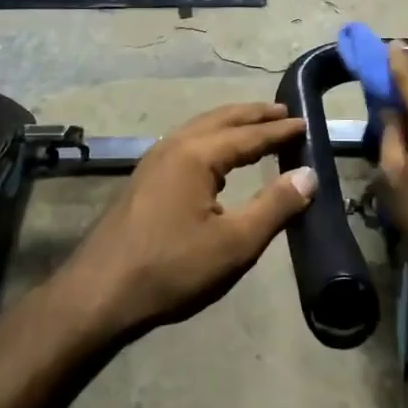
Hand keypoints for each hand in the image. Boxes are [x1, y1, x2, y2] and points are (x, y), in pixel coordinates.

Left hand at [65, 103, 316, 335]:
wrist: (98, 294)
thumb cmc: (171, 269)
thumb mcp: (234, 243)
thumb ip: (275, 206)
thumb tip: (309, 175)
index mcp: (196, 154)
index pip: (248, 134)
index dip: (279, 131)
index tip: (306, 124)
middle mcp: (173, 146)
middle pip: (221, 119)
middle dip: (254, 115)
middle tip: (284, 112)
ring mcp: (153, 161)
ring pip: (200, 128)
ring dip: (231, 124)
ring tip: (256, 127)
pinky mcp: (143, 179)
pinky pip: (186, 142)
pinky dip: (211, 138)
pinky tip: (216, 157)